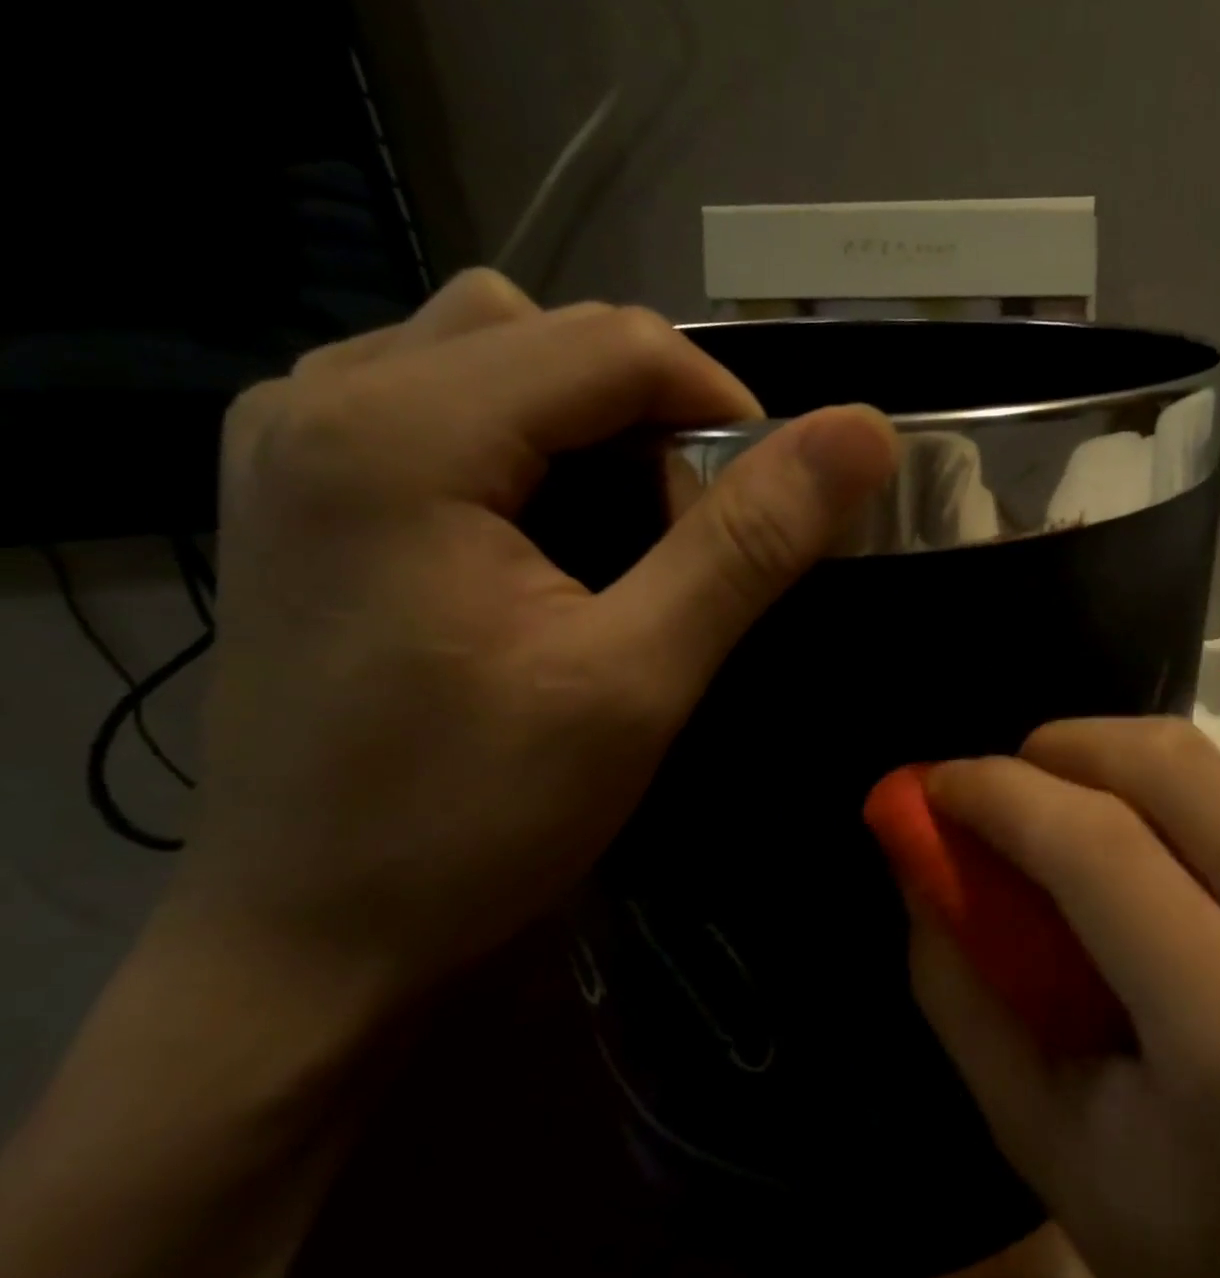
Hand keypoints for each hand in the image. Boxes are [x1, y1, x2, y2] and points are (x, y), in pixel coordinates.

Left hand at [166, 269, 897, 1014]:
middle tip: (683, 543)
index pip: (616, 342)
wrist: (308, 942)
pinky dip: (530, 454)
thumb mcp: (637, 680)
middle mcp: (322, 397)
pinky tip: (546, 549)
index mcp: (398, 432)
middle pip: (551, 335)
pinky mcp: (304, 493)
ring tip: (619, 548)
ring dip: (591, 434)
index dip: (724, 413)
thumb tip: (866, 435)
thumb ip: (751, 544)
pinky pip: (447, 410)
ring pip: (497, 361)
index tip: (766, 515)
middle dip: (652, 423)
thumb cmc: (472, 818)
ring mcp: (294, 441)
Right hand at [908, 718, 1219, 1277]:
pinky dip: (1156, 801)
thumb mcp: (1038, 1136)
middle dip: (1057, 749)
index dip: (1003, 794)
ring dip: (1102, 766)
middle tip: (996, 792)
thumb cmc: (1186, 1237)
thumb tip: (917, 857)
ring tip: (1054, 822)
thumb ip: (962, 988)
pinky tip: (1140, 863)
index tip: (932, 785)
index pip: (1104, 850)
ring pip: (1200, 766)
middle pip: (1168, 767)